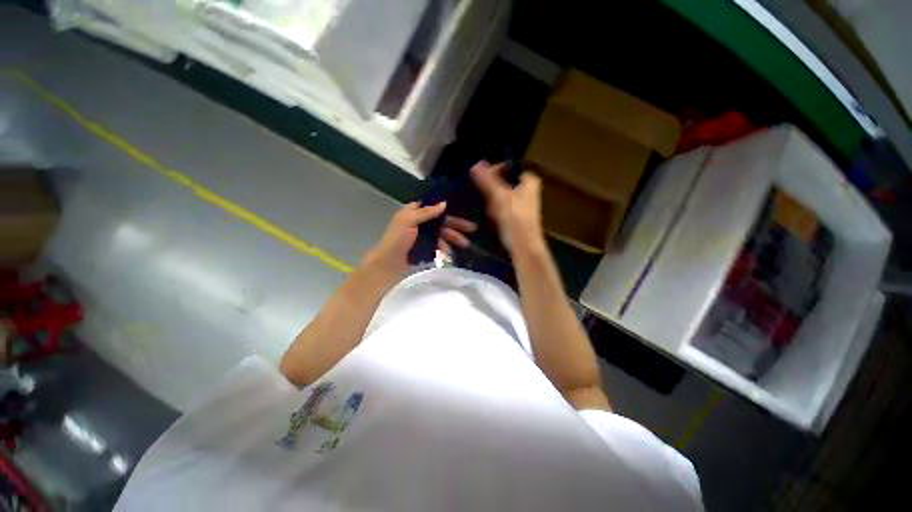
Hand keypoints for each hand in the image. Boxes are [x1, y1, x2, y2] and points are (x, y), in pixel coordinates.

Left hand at [363, 201, 476, 279]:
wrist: (389, 264)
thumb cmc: (397, 239)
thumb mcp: (409, 221)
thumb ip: (426, 212)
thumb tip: (444, 203)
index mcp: (414, 212)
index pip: (435, 206)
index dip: (449, 208)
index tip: (464, 210)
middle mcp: (420, 222)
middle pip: (442, 221)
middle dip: (457, 225)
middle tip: (473, 228)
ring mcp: (423, 236)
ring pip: (442, 234)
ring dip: (454, 238)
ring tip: (465, 244)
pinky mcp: (425, 248)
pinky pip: (439, 245)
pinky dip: (445, 248)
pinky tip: (450, 253)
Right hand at [471, 160, 543, 253]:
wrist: (523, 247)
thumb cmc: (515, 220)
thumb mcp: (500, 197)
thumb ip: (487, 180)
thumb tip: (476, 164)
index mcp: (529, 181)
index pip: (508, 167)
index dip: (493, 171)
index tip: (481, 180)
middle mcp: (528, 189)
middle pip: (503, 181)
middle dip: (492, 190)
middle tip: (486, 199)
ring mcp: (522, 202)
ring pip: (500, 195)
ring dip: (492, 201)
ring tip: (491, 211)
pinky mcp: (516, 214)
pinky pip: (501, 206)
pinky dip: (496, 210)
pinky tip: (493, 217)